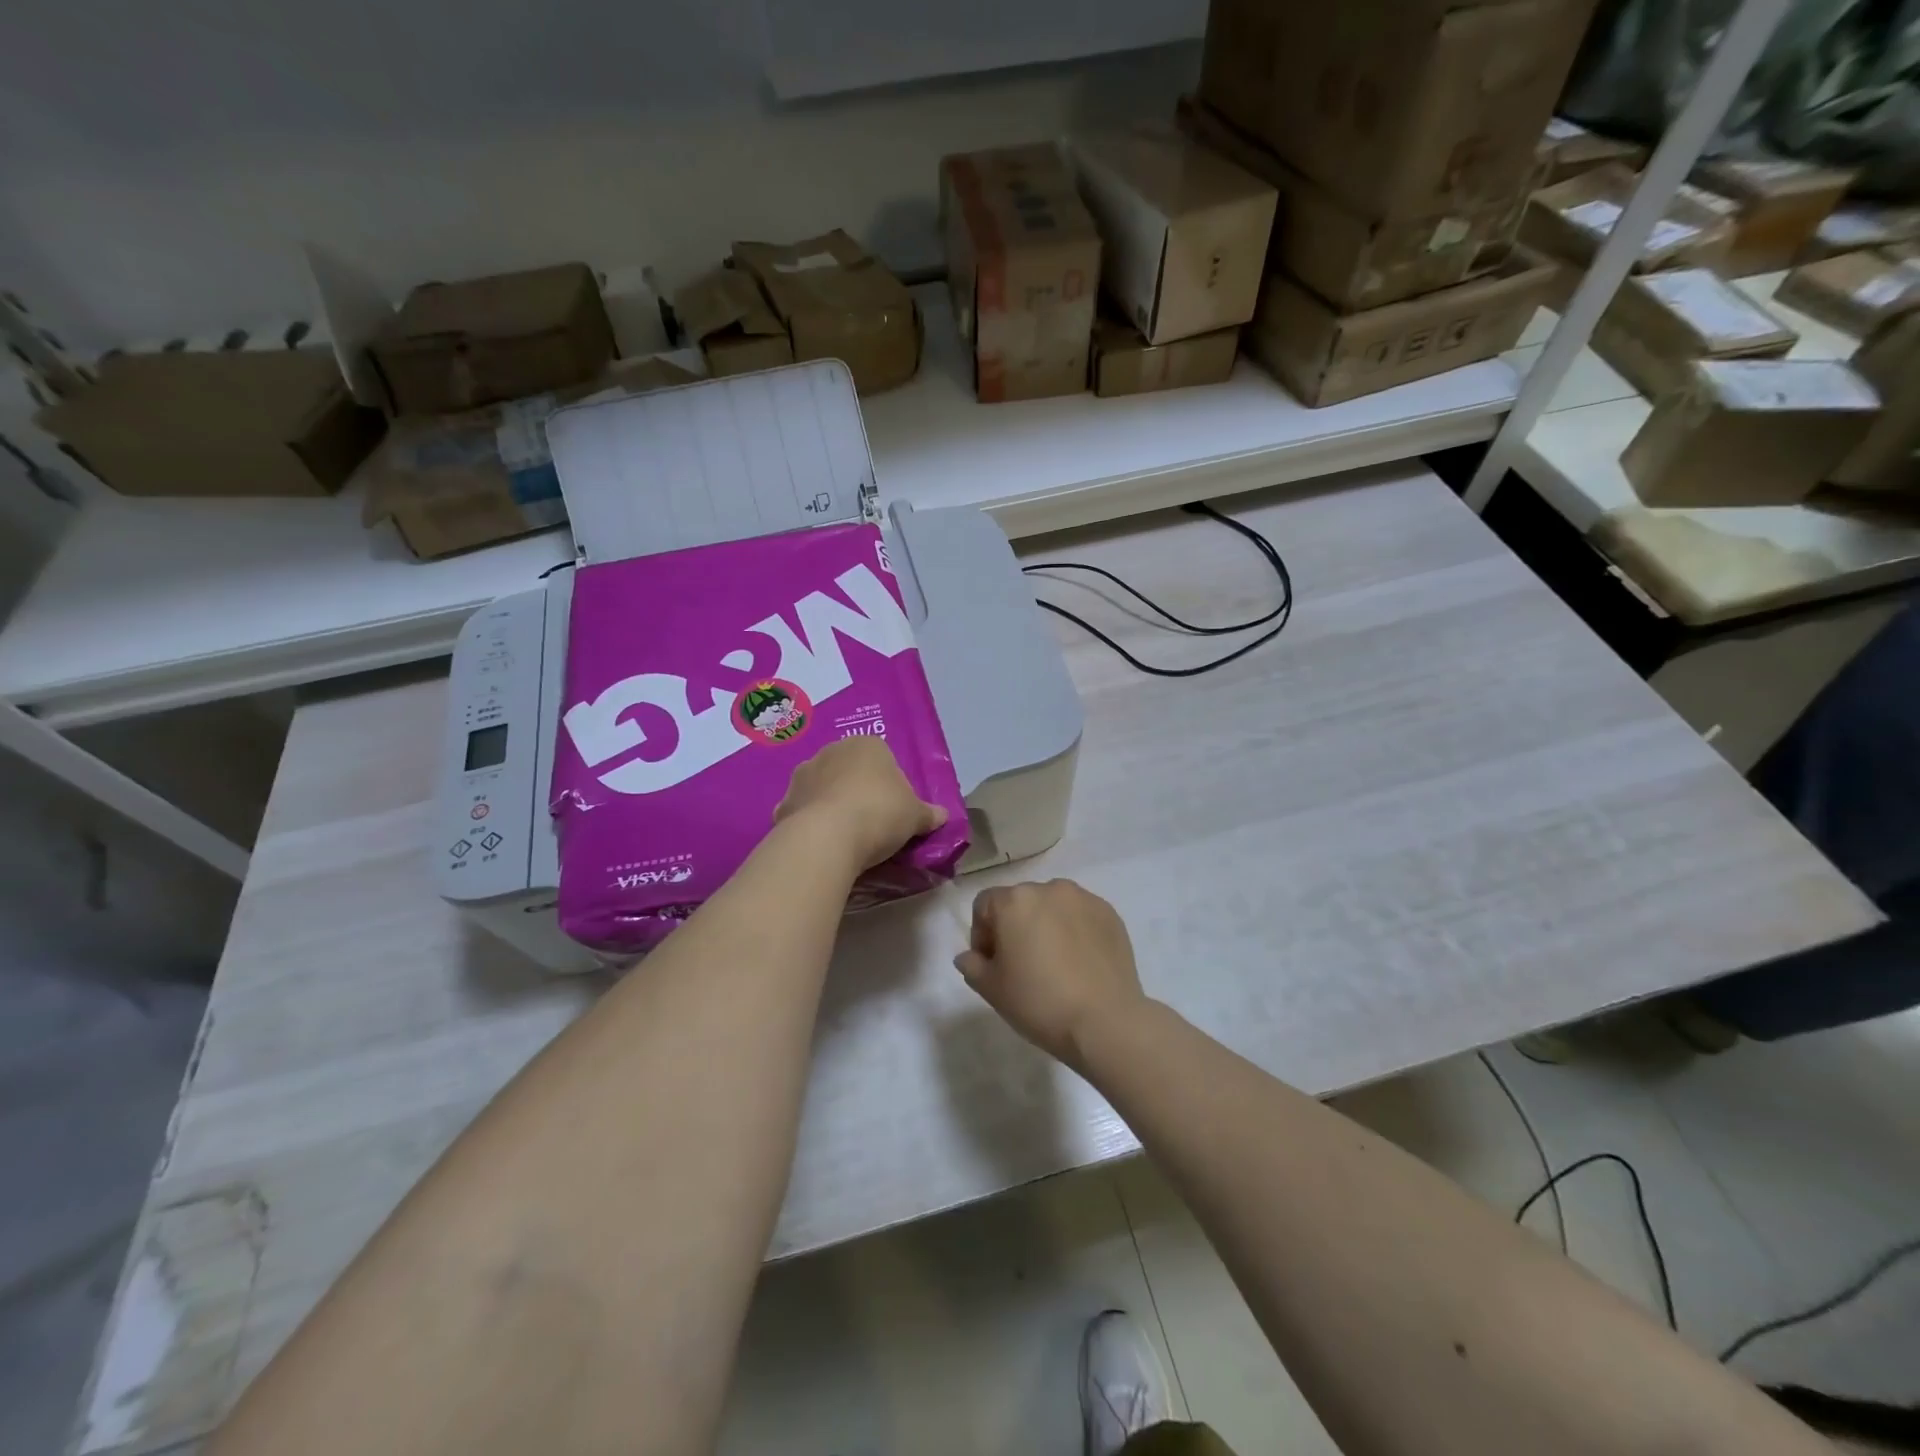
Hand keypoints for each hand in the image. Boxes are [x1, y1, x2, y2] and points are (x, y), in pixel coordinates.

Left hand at [775, 737, 947, 871]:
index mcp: (867, 745)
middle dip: (859, 791)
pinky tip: (822, 844)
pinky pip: (804, 811)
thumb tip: (942, 816)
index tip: (895, 810)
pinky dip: (811, 823)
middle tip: (873, 823)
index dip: (891, 785)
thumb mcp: (916, 817)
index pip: (884, 759)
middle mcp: (831, 751)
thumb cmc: (880, 814)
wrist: (826, 838)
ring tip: (846, 836)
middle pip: (851, 771)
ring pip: (824, 789)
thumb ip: (929, 814)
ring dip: (833, 805)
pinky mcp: (783, 802)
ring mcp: (803, 775)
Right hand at [954, 879, 1146, 1068]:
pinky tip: (1080, 963)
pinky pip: (1081, 916)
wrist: (1105, 1022)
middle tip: (1022, 966)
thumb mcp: (992, 990)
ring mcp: (1083, 899)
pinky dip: (1075, 931)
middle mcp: (1049, 888)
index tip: (992, 965)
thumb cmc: (1039, 1002)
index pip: (984, 905)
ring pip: (1052, 906)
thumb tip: (969, 956)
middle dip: (1015, 928)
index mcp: (1014, 901)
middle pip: (1020, 902)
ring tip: (1055, 963)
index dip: (982, 934)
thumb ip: (972, 965)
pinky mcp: (1110, 913)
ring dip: (1046, 926)